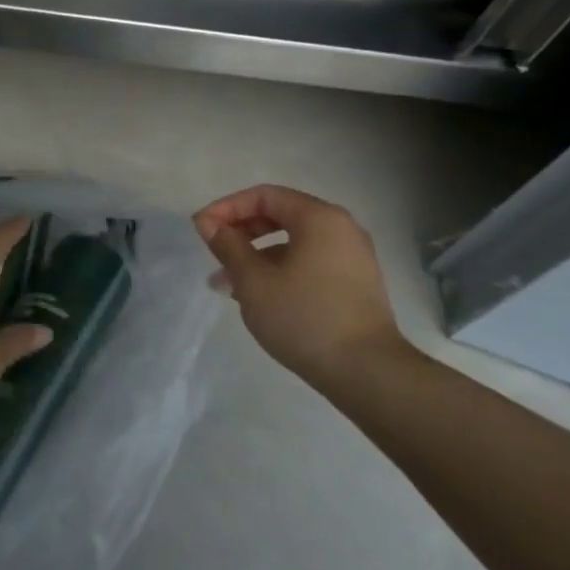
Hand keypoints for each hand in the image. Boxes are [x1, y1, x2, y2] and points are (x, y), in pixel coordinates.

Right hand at [194, 185, 405, 393]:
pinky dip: (280, 270)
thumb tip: (208, 223)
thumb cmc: (305, 317)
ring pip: (293, 243)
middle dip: (241, 232)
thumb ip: (228, 245)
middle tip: (213, 253)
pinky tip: (259, 297)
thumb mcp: (253, 280)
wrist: (368, 373)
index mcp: (319, 218)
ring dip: (257, 256)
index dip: (227, 207)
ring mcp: (352, 257)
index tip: (201, 228)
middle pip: (280, 216)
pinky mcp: (355, 284)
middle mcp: (341, 229)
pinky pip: (309, 262)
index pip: (264, 196)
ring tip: (227, 284)